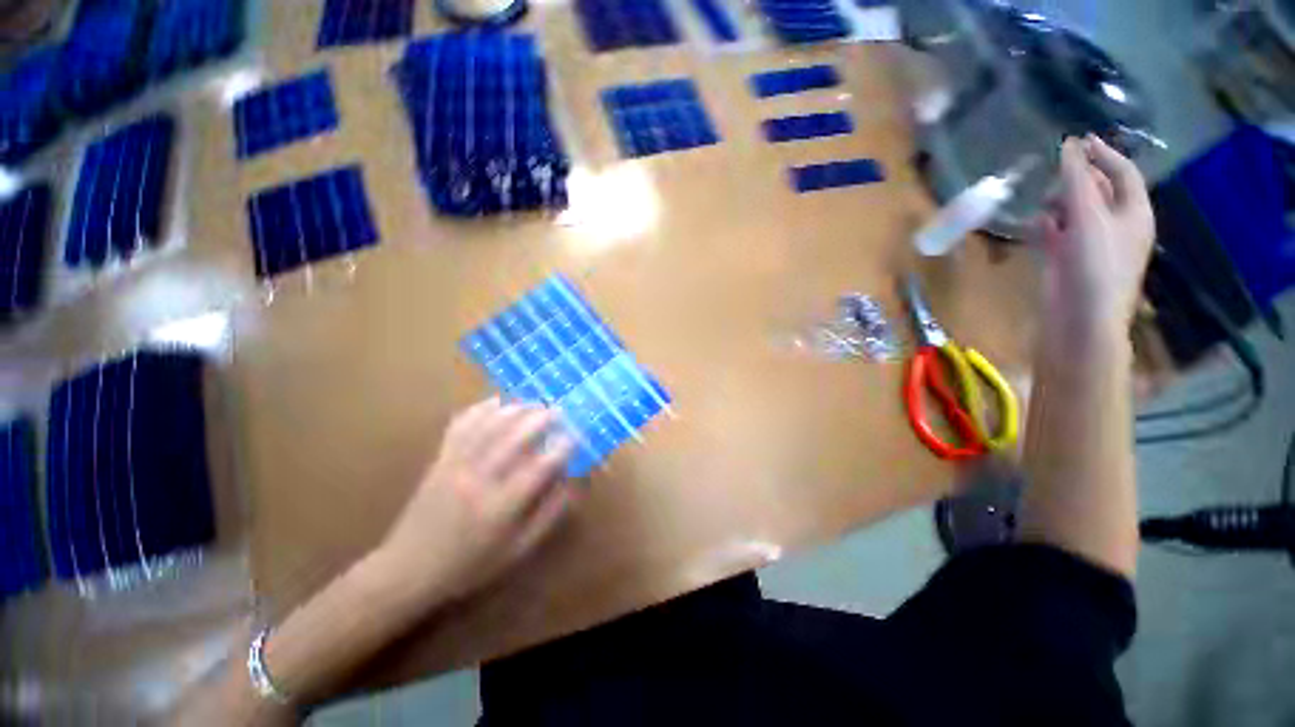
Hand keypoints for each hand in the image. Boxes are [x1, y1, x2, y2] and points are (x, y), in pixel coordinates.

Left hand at [378, 398, 577, 604]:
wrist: (408, 570)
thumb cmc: (470, 564)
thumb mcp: (517, 550)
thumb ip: (548, 514)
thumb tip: (572, 481)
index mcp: (500, 507)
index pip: (539, 467)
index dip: (562, 447)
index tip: (576, 435)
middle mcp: (478, 480)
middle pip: (514, 437)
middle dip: (541, 418)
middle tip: (559, 410)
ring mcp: (455, 465)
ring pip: (489, 425)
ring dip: (516, 409)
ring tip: (535, 404)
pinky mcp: (440, 459)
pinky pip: (461, 425)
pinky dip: (481, 409)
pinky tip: (497, 402)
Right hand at [1039, 135, 1154, 340]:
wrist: (1079, 319)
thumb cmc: (1094, 265)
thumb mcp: (1088, 216)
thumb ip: (1076, 180)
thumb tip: (1069, 145)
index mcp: (1133, 212)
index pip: (1123, 172)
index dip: (1102, 154)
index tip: (1077, 140)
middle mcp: (1116, 225)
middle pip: (1098, 191)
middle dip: (1077, 180)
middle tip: (1053, 175)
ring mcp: (1091, 245)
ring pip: (1076, 213)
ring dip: (1060, 203)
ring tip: (1043, 203)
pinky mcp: (1068, 261)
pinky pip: (1059, 234)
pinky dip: (1048, 226)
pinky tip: (1037, 225)